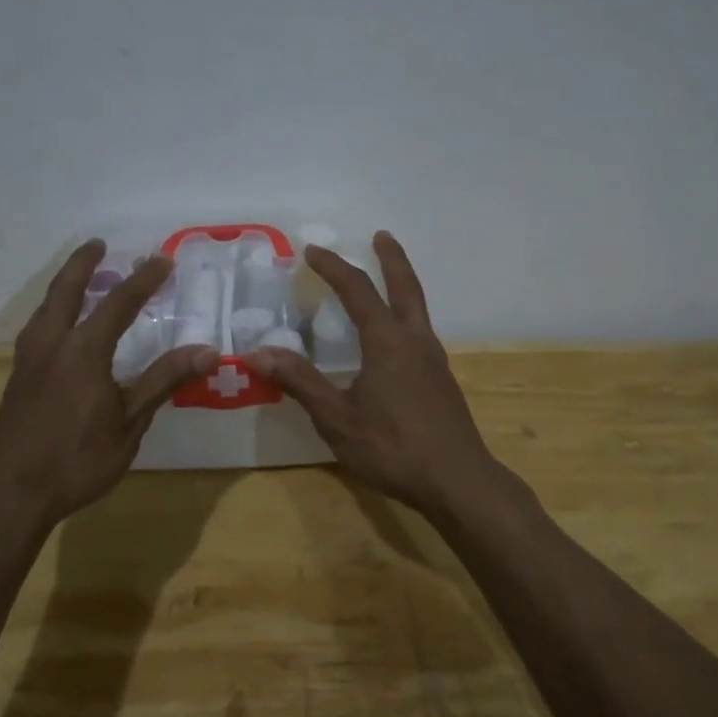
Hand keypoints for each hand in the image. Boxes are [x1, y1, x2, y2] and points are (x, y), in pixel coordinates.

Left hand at [0, 241, 217, 524]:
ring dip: (65, 286)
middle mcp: (52, 344)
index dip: (143, 280)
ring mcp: (29, 360)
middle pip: (66, 291)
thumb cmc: (76, 459)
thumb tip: (208, 351)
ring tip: (81, 280)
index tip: (162, 259)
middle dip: (83, 264)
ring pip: (46, 308)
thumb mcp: (129, 422)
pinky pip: (38, 328)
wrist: (8, 493)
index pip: (119, 303)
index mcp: (83, 350)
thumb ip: (164, 381)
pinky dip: (54, 311)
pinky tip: (60, 329)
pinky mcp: (18, 378)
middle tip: (98, 244)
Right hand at [247, 232, 502, 520]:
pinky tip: (395, 338)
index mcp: (388, 342)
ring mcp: (434, 359)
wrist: (458, 481)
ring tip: (387, 278)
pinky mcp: (442, 379)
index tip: (312, 250)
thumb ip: (301, 383)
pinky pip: (420, 332)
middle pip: (405, 286)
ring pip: (418, 308)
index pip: (357, 290)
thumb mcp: (337, 419)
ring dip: (402, 285)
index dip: (333, 267)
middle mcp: (415, 340)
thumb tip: (259, 352)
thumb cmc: (393, 449)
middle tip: (381, 235)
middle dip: (391, 258)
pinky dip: (405, 315)